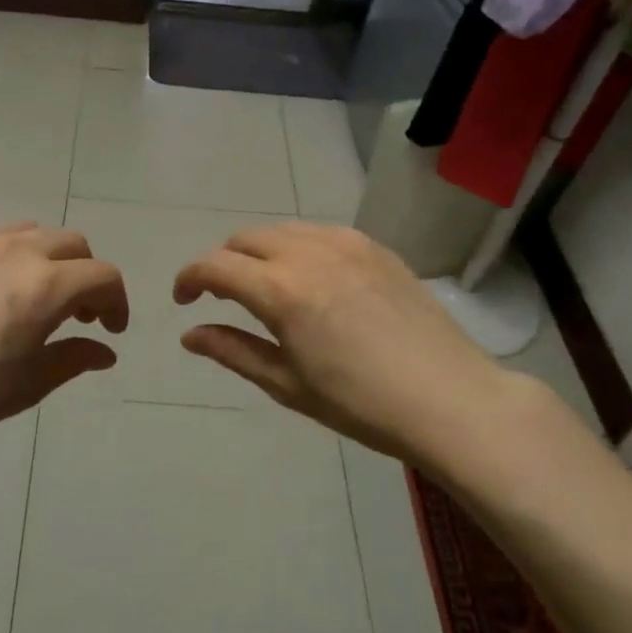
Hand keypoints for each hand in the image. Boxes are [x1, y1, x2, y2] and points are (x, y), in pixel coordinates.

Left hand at [0, 224, 127, 467]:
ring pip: (30, 233)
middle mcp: (15, 250)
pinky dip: (5, 256)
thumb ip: (75, 358)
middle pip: (72, 244)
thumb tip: (105, 351)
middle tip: (76, 314)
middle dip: (85, 276)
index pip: (103, 275)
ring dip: (47, 260)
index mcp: (45, 285)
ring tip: (32, 296)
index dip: (117, 301)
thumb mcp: (29, 384)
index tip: (110, 329)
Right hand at [174, 222, 519, 464]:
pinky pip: (320, 232)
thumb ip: (232, 351)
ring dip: (259, 251)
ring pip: (282, 229)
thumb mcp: (286, 383)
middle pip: (244, 239)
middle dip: (223, 263)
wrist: (448, 398)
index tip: (184, 300)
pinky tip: (311, 278)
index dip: (188, 279)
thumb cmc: (359, 403)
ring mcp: (346, 244)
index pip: (214, 266)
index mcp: (280, 290)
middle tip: (224, 297)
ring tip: (266, 286)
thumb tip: (189, 334)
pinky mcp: (375, 247)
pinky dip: (298, 246)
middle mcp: (308, 252)